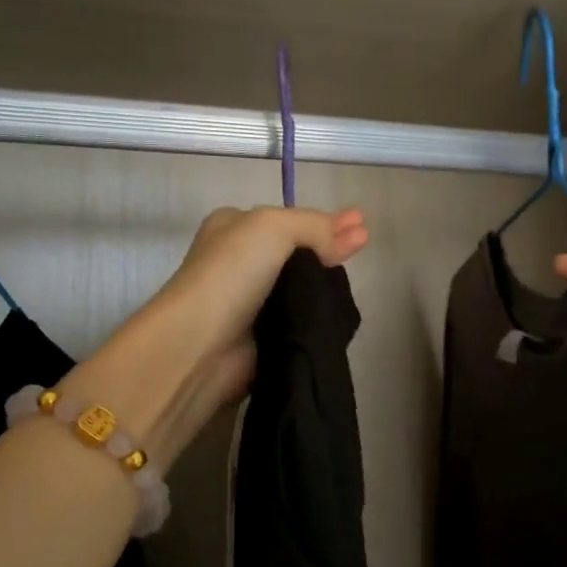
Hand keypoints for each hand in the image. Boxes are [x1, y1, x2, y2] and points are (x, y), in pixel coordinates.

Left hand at [59, 207, 368, 466]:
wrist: (201, 346)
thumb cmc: (230, 273)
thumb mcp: (273, 227)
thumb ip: (316, 226)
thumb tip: (354, 235)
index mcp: (234, 227)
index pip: (288, 220)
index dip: (323, 221)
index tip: (360, 224)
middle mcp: (240, 261)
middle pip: (297, 251)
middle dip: (331, 247)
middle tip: (366, 243)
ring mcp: (251, 301)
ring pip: (301, 286)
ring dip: (328, 283)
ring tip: (358, 276)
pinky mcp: (263, 335)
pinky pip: (301, 318)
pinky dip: (320, 314)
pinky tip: (343, 308)